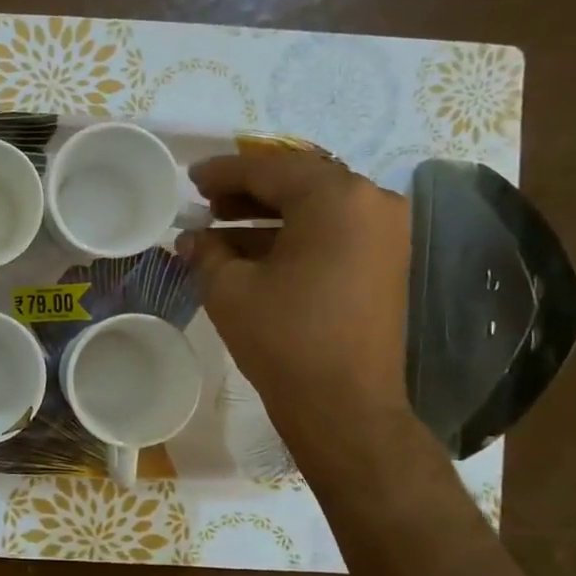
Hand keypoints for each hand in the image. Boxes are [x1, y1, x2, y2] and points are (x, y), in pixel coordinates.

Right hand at [179, 145, 414, 484]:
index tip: (190, 178)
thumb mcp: (229, 289)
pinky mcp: (385, 261)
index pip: (269, 170)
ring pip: (316, 207)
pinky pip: (333, 231)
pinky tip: (252, 252)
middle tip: (206, 203)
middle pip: (298, 182)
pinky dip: (293, 235)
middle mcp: (371, 202)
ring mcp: (385, 233)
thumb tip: (191, 238)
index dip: (224, 172)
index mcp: (335, 198)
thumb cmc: (284, 339)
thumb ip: (206, 251)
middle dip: (247, 191)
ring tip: (220, 229)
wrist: (344, 406)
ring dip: (268, 215)